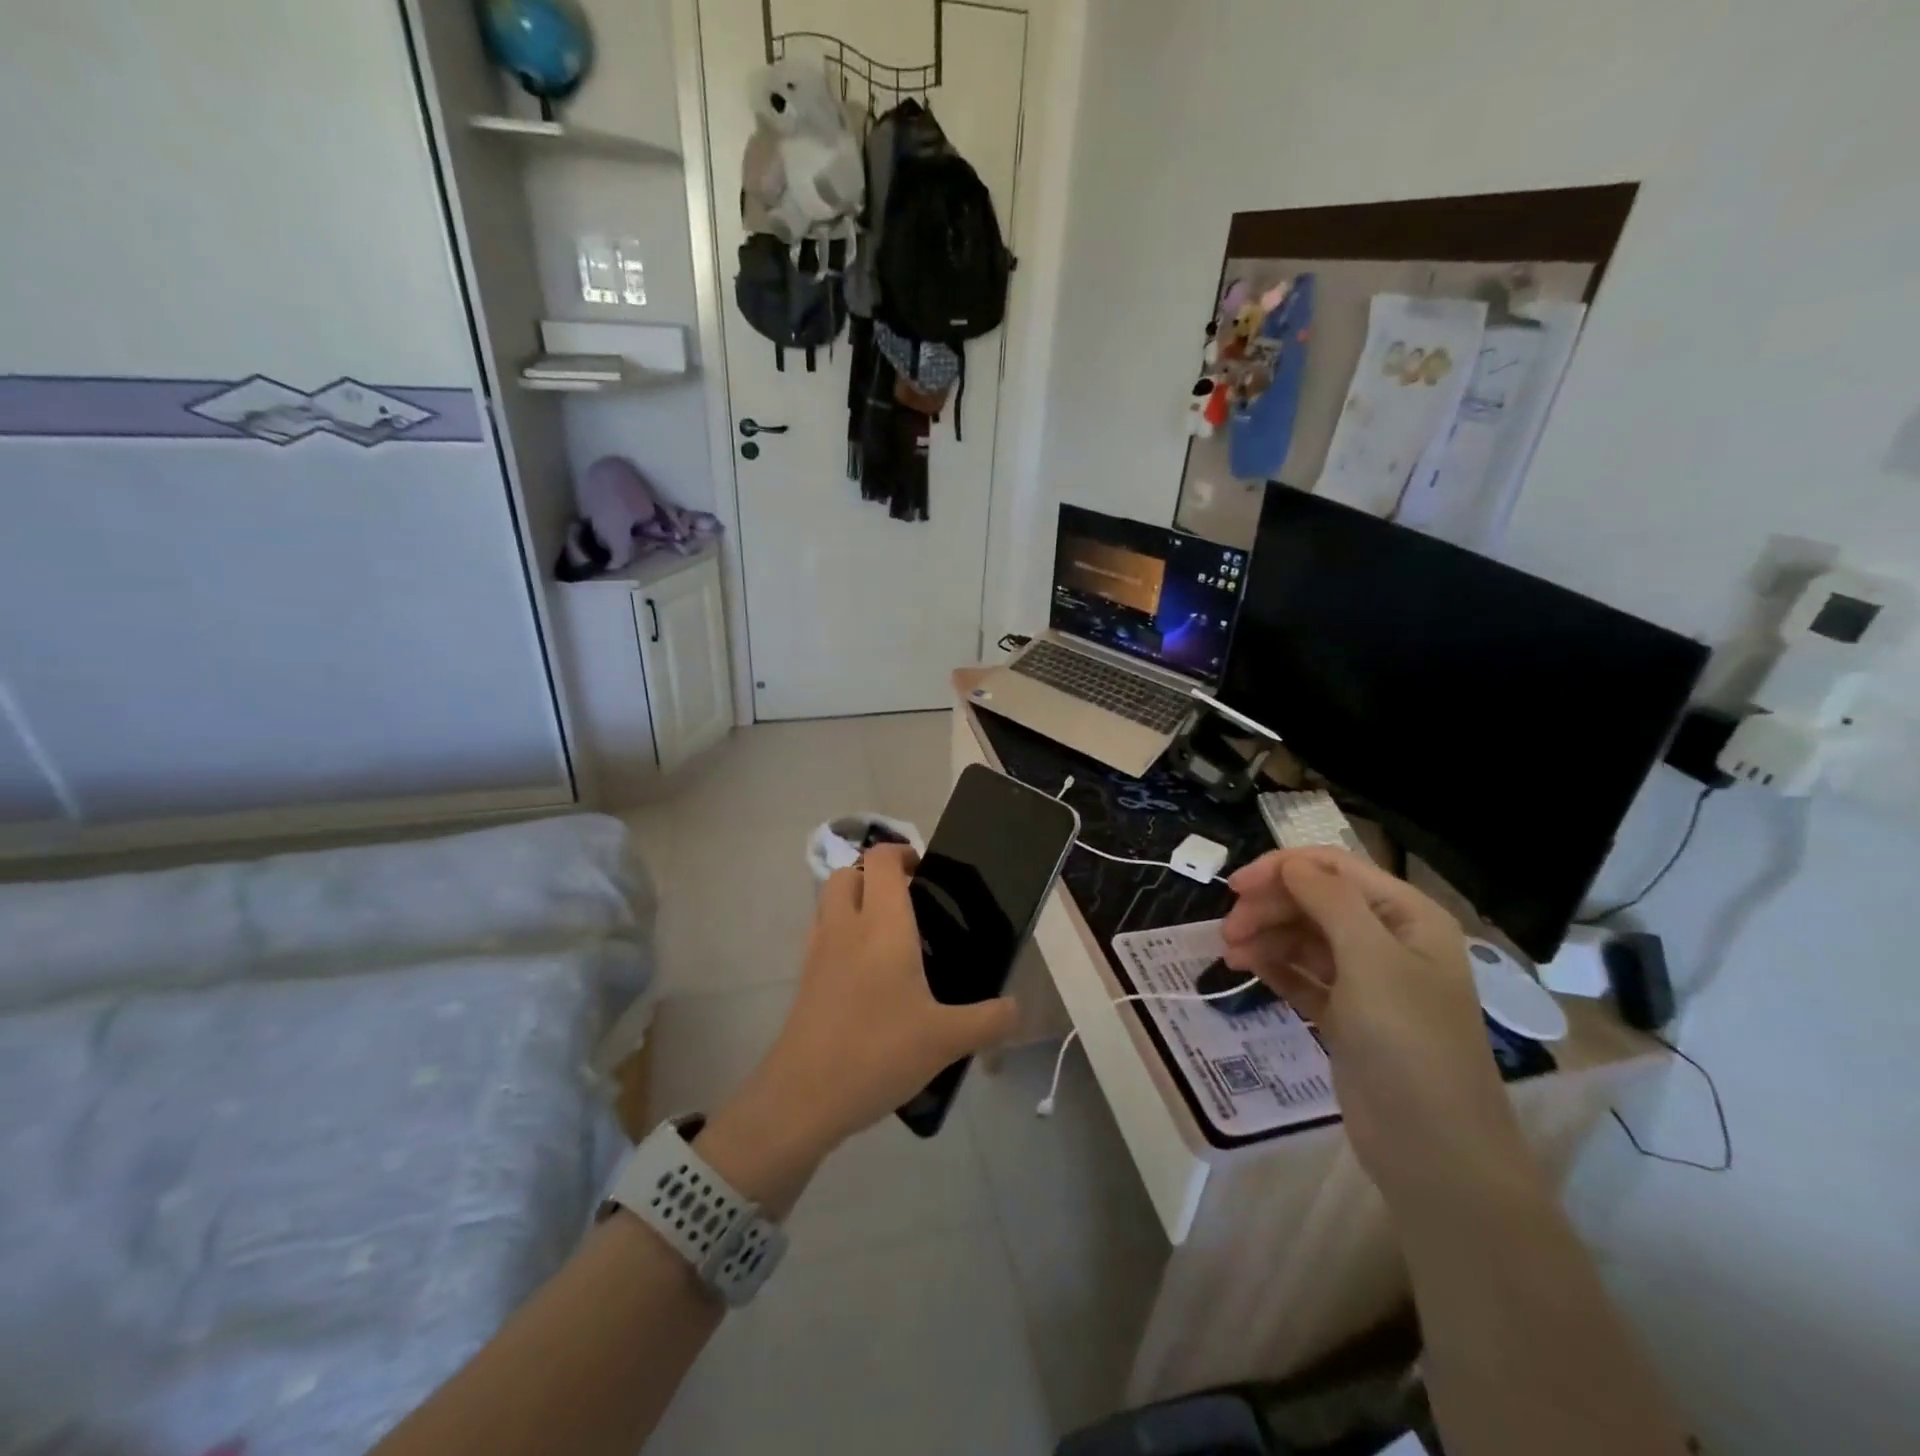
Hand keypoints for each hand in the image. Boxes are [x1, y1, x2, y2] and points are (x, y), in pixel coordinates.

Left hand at [743, 844, 1018, 1155]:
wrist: (802, 1097)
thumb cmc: (878, 1052)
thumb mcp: (946, 1040)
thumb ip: (989, 1020)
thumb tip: (1017, 1008)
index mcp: (882, 925)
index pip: (882, 860)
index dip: (901, 852)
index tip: (926, 872)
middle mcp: (845, 927)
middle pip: (847, 873)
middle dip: (874, 875)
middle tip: (909, 901)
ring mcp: (818, 952)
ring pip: (829, 902)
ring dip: (854, 901)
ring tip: (889, 935)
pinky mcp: (804, 979)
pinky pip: (822, 935)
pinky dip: (842, 934)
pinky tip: (867, 974)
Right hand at [1220, 849, 1526, 1202]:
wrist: (1434, 1150)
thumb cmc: (1409, 1042)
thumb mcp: (1371, 960)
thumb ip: (1329, 900)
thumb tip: (1290, 863)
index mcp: (1407, 916)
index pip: (1335, 869)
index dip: (1282, 869)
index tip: (1235, 887)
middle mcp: (1389, 940)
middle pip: (1316, 901)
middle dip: (1269, 908)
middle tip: (1227, 932)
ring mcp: (1367, 980)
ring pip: (1304, 938)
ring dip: (1266, 938)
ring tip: (1231, 956)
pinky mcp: (1347, 1015)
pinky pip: (1303, 976)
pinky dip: (1275, 968)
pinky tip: (1248, 970)